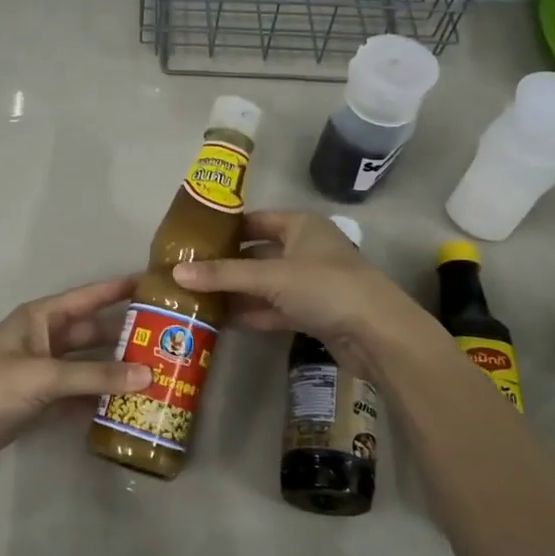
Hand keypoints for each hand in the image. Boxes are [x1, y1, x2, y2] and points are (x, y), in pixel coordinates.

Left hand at [0, 275, 150, 469]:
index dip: (119, 289)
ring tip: (156, 375)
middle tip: (166, 340)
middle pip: (92, 333)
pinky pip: (78, 394)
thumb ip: (96, 376)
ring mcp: (42, 371)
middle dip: (124, 336)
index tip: (154, 284)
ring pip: (87, 366)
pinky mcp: (40, 400)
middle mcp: (44, 339)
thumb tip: (148, 375)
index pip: (89, 297)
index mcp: (42, 318)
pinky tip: (126, 406)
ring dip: (115, 371)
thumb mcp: (45, 376)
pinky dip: (98, 399)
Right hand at [171, 211, 430, 375]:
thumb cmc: (325, 287)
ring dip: (236, 291)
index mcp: (300, 226)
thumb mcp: (270, 277)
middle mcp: (305, 248)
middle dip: (225, 264)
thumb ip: (224, 275)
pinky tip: (222, 320)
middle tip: (186, 272)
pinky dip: (252, 312)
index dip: (224, 229)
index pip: (254, 221)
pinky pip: (274, 308)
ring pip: (264, 283)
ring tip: (196, 297)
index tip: (190, 239)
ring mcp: (310, 282)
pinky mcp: (313, 312)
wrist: (378, 334)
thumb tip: (176, 272)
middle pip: (257, 253)